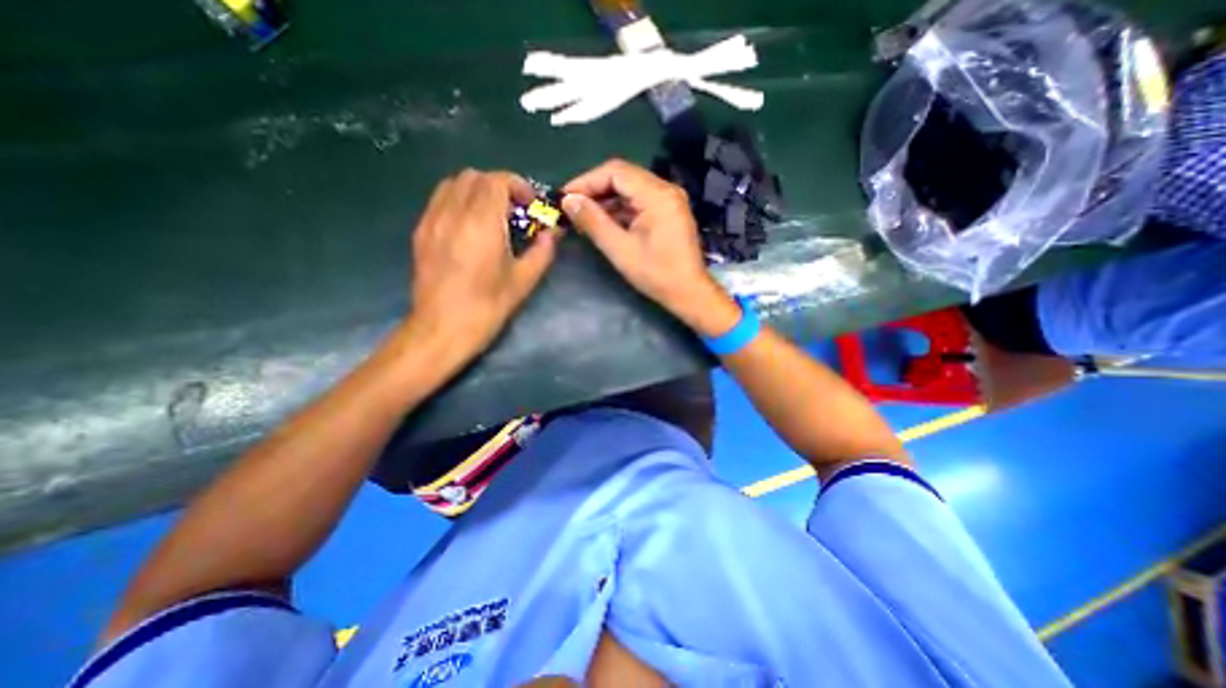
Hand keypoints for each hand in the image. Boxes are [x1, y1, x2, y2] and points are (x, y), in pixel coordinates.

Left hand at [405, 170, 558, 363]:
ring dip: (477, 191)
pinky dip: (459, 201)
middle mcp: (453, 213)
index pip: (497, 180)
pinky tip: (470, 227)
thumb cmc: (487, 307)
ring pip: (453, 183)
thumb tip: (553, 233)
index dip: (518, 186)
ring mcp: (432, 220)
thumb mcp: (523, 281)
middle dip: (499, 186)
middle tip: (514, 211)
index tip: (530, 206)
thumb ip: (542, 251)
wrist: (441, 329)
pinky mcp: (421, 232)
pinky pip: (439, 200)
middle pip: (474, 176)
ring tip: (492, 216)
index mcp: (481, 224)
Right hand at [563, 160, 736, 334]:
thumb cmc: (656, 274)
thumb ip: (593, 222)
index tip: (565, 197)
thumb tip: (568, 201)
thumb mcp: (620, 249)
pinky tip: (604, 222)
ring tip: (583, 217)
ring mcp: (669, 200)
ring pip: (630, 190)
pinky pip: (639, 202)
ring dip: (606, 201)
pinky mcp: (668, 212)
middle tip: (572, 208)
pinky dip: (620, 210)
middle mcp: (666, 190)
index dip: (587, 181)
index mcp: (657, 194)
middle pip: (623, 177)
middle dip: (595, 191)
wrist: (689, 292)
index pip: (616, 171)